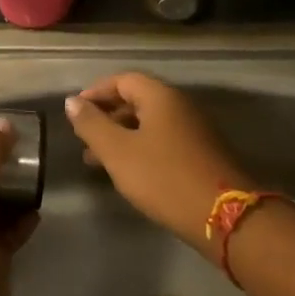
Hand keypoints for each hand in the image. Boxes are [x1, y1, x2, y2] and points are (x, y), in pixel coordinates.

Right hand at [63, 74, 254, 253]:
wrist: (223, 215)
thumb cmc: (163, 177)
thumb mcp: (118, 151)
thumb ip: (92, 124)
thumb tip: (72, 101)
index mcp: (161, 97)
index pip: (123, 80)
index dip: (96, 92)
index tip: (74, 111)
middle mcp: (180, 106)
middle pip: (137, 100)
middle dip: (106, 117)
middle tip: (82, 138)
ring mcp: (194, 131)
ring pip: (149, 124)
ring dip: (120, 136)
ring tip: (95, 161)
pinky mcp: (200, 154)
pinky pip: (162, 141)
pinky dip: (139, 149)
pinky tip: (127, 172)